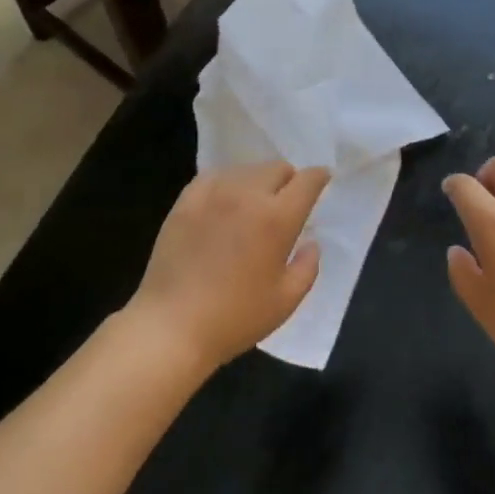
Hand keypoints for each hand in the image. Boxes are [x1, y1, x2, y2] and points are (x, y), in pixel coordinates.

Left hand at [126, 162, 329, 372]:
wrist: (172, 325)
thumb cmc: (235, 318)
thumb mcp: (286, 301)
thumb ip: (307, 267)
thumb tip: (311, 243)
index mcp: (277, 218)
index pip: (306, 181)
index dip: (318, 177)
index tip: (322, 180)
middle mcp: (247, 195)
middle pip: (276, 168)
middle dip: (288, 180)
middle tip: (286, 202)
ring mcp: (213, 193)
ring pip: (246, 170)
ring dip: (258, 182)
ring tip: (253, 205)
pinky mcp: (186, 199)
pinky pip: (215, 176)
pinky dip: (228, 183)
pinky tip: (224, 202)